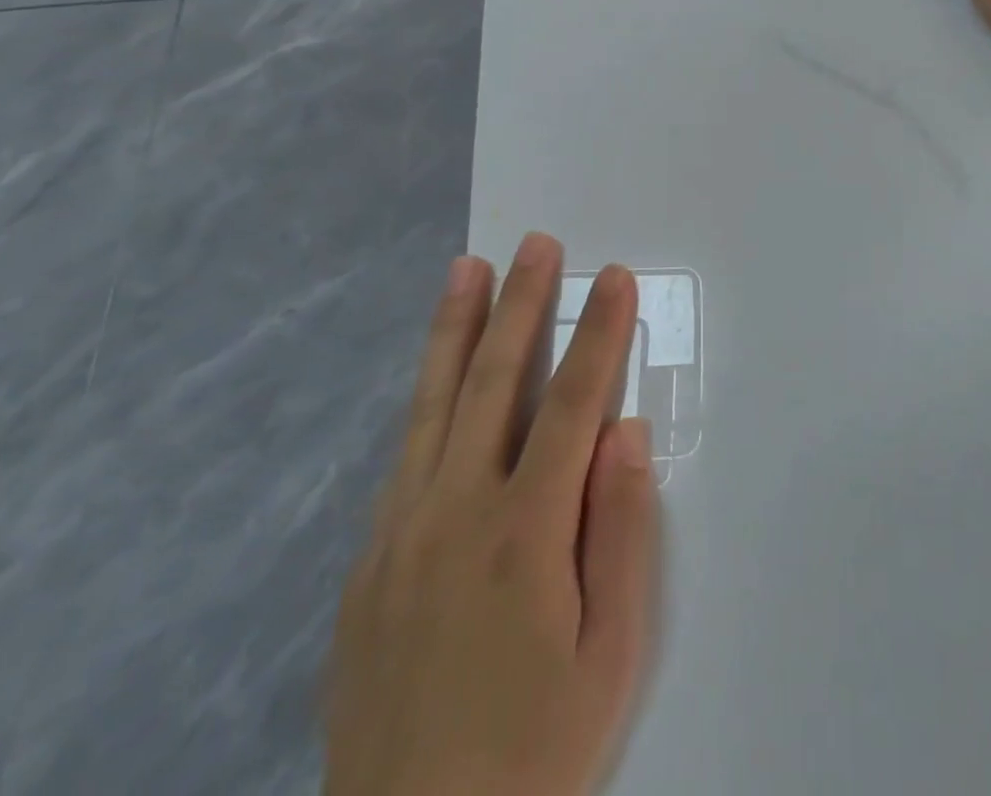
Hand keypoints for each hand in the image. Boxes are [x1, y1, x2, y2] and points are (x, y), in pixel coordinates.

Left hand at [326, 234, 659, 795]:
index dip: (597, 334)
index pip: (572, 403)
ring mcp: (400, 534)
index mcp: (523, 532)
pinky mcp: (368, 563)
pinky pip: (404, 455)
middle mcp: (454, 512)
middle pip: (494, 381)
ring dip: (455, 329)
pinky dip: (424, 397)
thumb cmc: (536, 754)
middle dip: (520, 304)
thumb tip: (622, 433)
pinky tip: (437, 373)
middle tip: (535, 244)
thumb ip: (620, 531)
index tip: (612, 278)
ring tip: (466, 269)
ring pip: (432, 404)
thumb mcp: (611, 654)